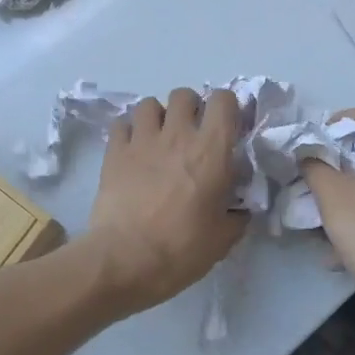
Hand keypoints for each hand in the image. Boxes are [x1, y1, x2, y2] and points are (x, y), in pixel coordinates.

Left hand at [82, 88, 246, 317]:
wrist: (124, 260)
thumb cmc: (181, 249)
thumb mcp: (223, 238)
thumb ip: (237, 214)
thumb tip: (240, 208)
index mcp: (211, 150)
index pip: (223, 100)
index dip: (227, 107)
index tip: (226, 126)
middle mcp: (177, 134)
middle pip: (184, 94)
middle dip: (190, 108)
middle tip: (190, 133)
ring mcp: (142, 140)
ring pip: (149, 103)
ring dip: (157, 116)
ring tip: (158, 138)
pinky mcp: (114, 151)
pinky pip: (121, 124)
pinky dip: (127, 132)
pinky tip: (131, 150)